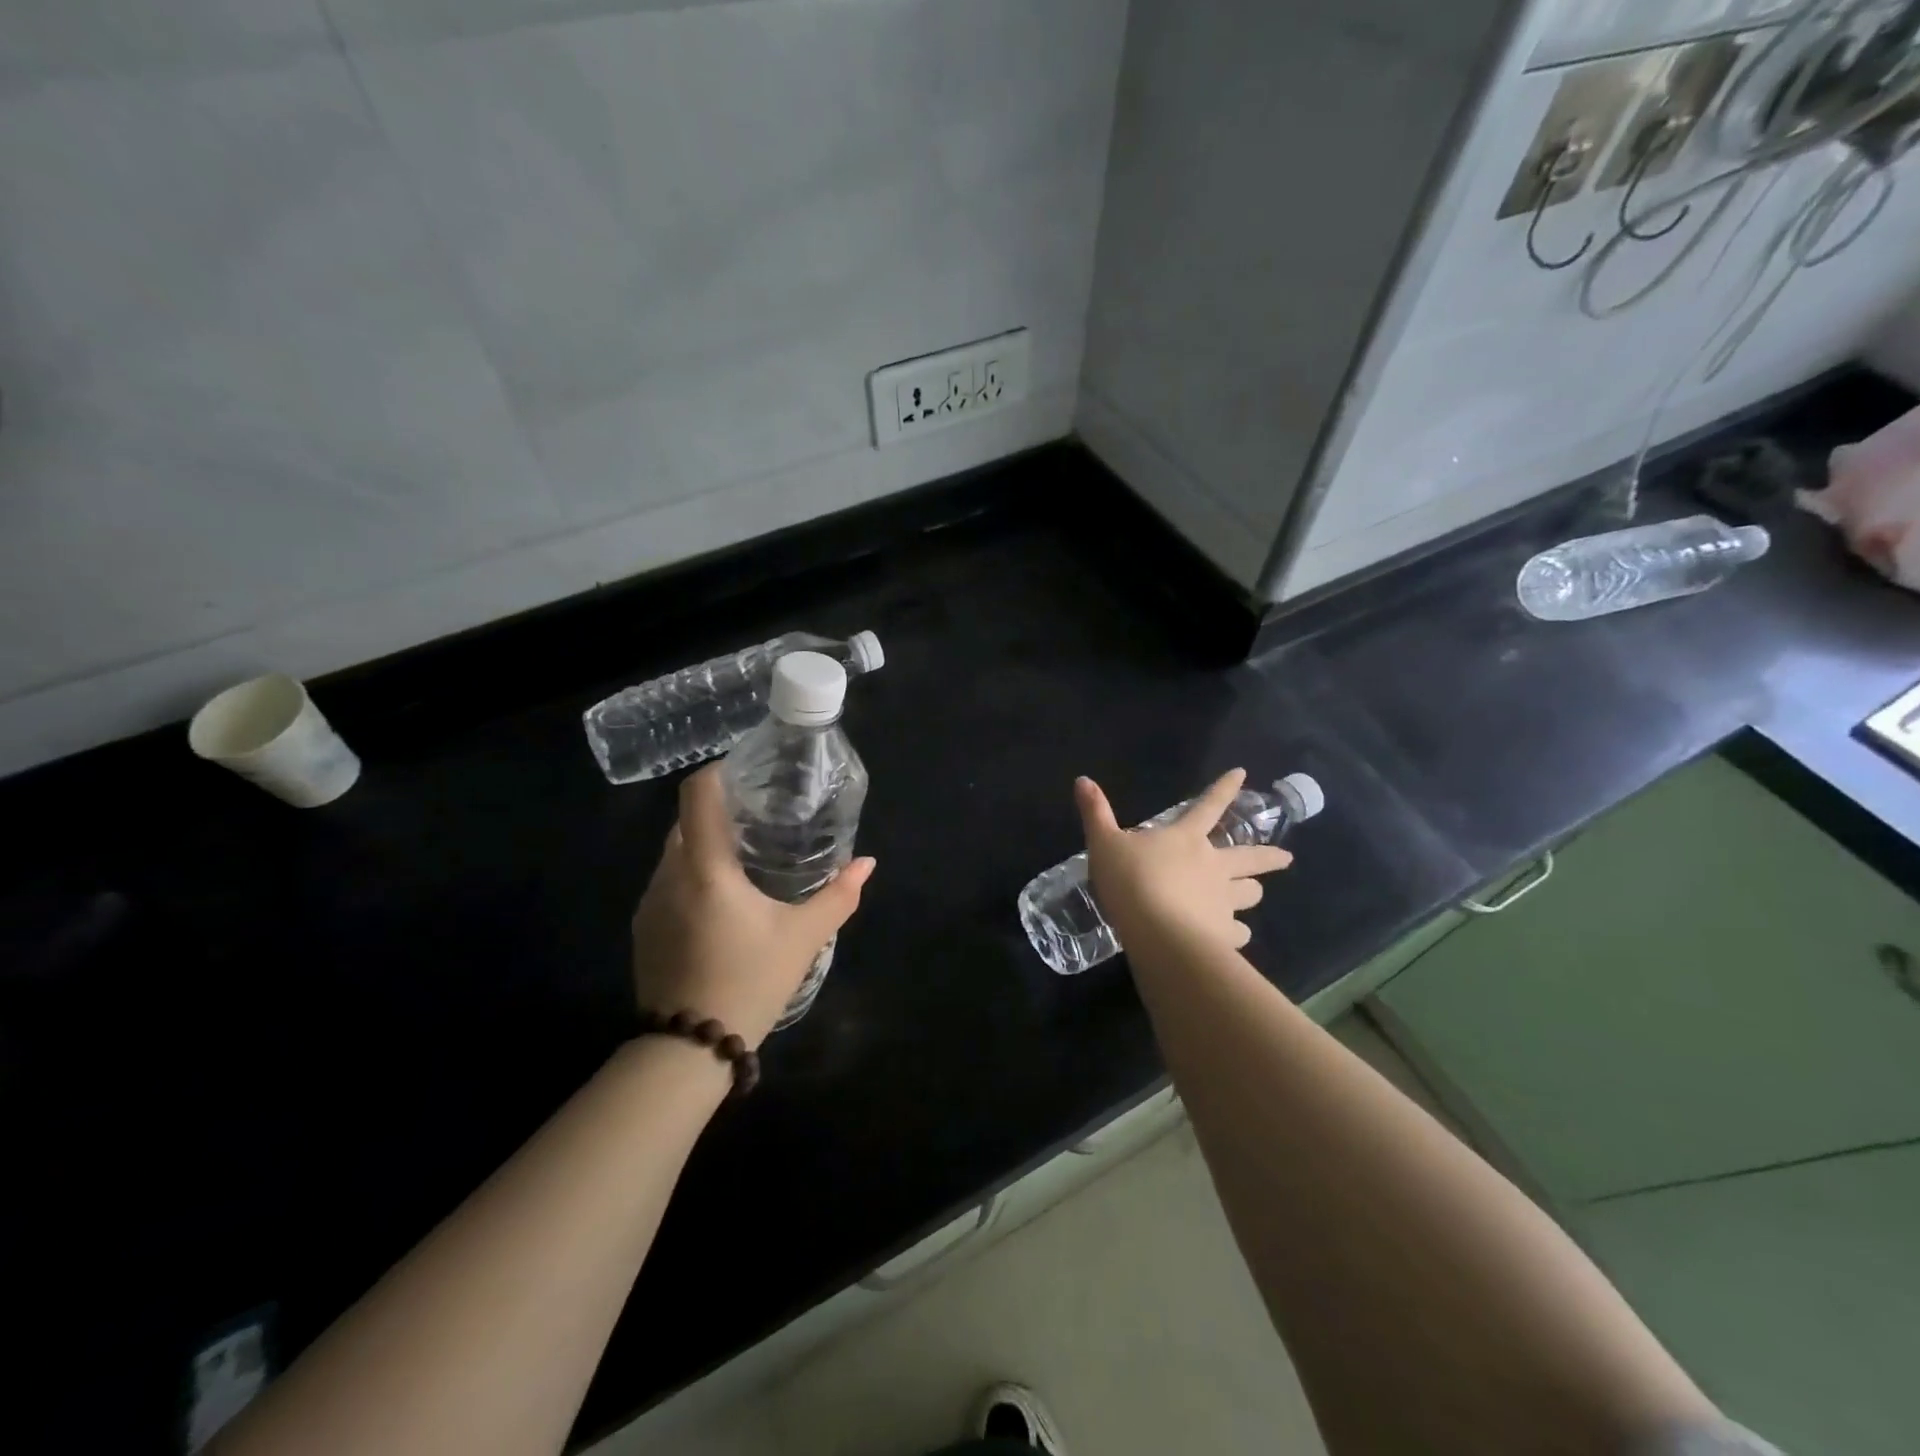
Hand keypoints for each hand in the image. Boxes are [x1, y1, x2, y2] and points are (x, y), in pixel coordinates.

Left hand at [631, 763, 875, 1048]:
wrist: (688, 1051)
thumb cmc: (750, 981)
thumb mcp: (803, 937)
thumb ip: (839, 896)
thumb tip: (867, 863)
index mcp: (705, 868)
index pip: (699, 795)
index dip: (721, 772)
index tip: (751, 773)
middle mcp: (668, 875)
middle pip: (687, 821)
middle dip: (721, 811)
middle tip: (762, 818)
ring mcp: (650, 903)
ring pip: (676, 853)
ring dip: (706, 846)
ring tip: (746, 858)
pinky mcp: (644, 928)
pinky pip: (668, 883)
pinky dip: (693, 876)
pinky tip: (722, 902)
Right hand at [1075, 768, 1291, 957]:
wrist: (1158, 933)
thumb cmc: (1131, 881)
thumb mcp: (1103, 843)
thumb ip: (1095, 813)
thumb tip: (1082, 779)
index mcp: (1186, 838)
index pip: (1208, 806)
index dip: (1224, 789)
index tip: (1243, 774)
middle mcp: (1213, 866)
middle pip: (1249, 857)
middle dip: (1268, 857)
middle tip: (1287, 860)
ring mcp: (1223, 901)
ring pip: (1249, 894)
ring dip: (1253, 892)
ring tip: (1255, 894)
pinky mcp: (1224, 934)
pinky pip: (1238, 933)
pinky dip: (1238, 934)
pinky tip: (1236, 937)